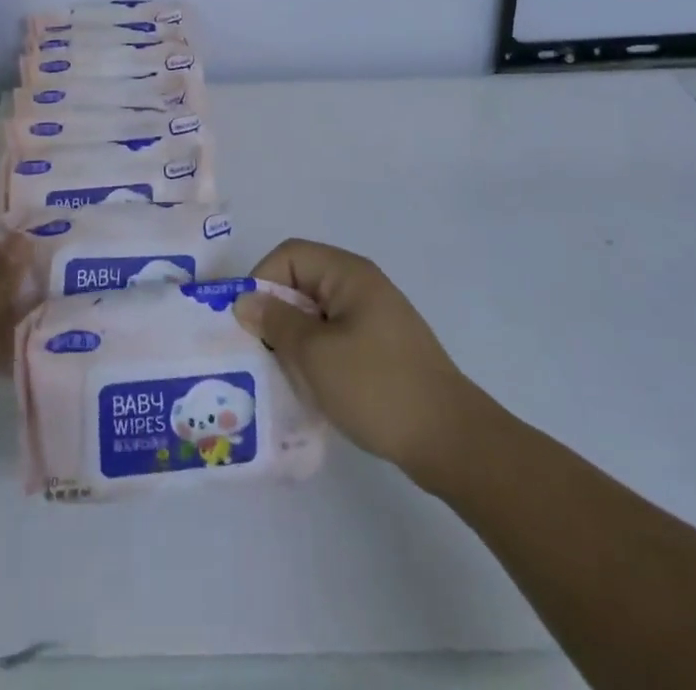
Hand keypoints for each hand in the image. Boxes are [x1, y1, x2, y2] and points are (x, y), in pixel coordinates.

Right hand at [235, 238, 482, 482]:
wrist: (451, 439)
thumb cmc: (378, 388)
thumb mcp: (316, 354)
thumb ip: (277, 322)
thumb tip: (244, 300)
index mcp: (348, 274)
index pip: (289, 255)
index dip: (261, 281)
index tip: (246, 324)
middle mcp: (361, 285)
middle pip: (302, 282)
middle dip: (274, 313)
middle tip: (257, 353)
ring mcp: (374, 317)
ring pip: (316, 313)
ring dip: (294, 338)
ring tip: (280, 374)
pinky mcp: (381, 348)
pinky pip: (335, 337)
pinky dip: (316, 355)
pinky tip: (310, 387)